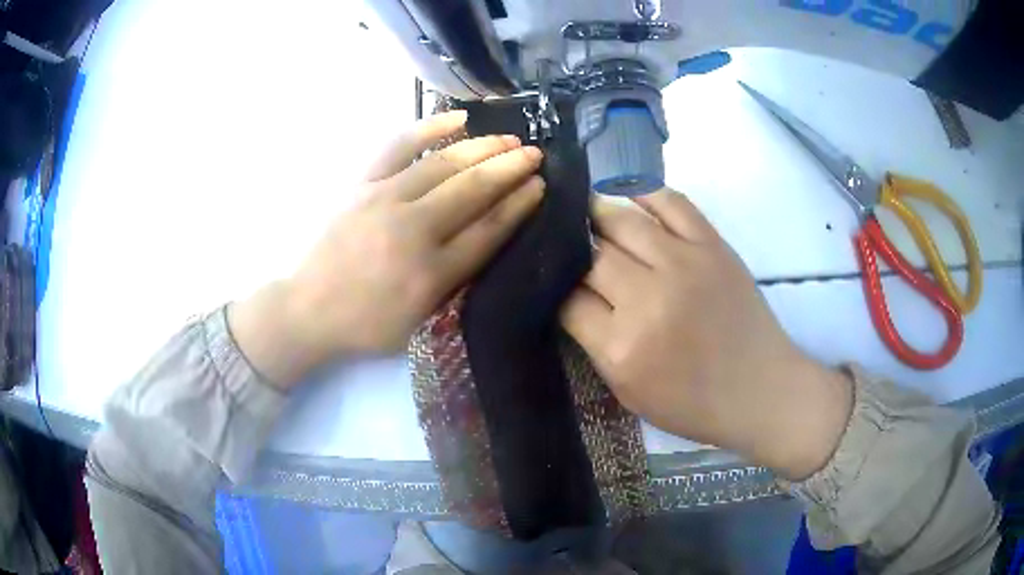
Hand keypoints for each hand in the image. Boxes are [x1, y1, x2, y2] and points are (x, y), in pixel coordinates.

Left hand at [230, 111, 543, 387]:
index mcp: (431, 274)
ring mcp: (384, 201)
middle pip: (473, 190)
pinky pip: (398, 147)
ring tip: (510, 139)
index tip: (540, 186)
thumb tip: (485, 239)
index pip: (488, 230)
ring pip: (444, 164)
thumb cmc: (366, 324)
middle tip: (536, 155)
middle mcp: (413, 231)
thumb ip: (454, 283)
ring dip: (483, 148)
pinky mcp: (361, 185)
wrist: (307, 309)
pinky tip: (457, 120)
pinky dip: (429, 128)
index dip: (520, 205)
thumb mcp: (418, 321)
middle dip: (511, 169)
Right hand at [561, 191, 851, 479]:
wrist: (760, 389)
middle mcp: (648, 298)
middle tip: (564, 244)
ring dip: (596, 214)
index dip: (553, 286)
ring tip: (586, 215)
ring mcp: (683, 264)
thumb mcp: (628, 392)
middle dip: (571, 248)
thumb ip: (594, 344)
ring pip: (621, 220)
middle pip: (590, 254)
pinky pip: (670, 201)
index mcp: (622, 347)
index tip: (553, 280)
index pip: (567, 298)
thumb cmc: (693, 403)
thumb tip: (570, 296)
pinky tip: (627, 196)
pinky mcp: (712, 244)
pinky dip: (643, 192)